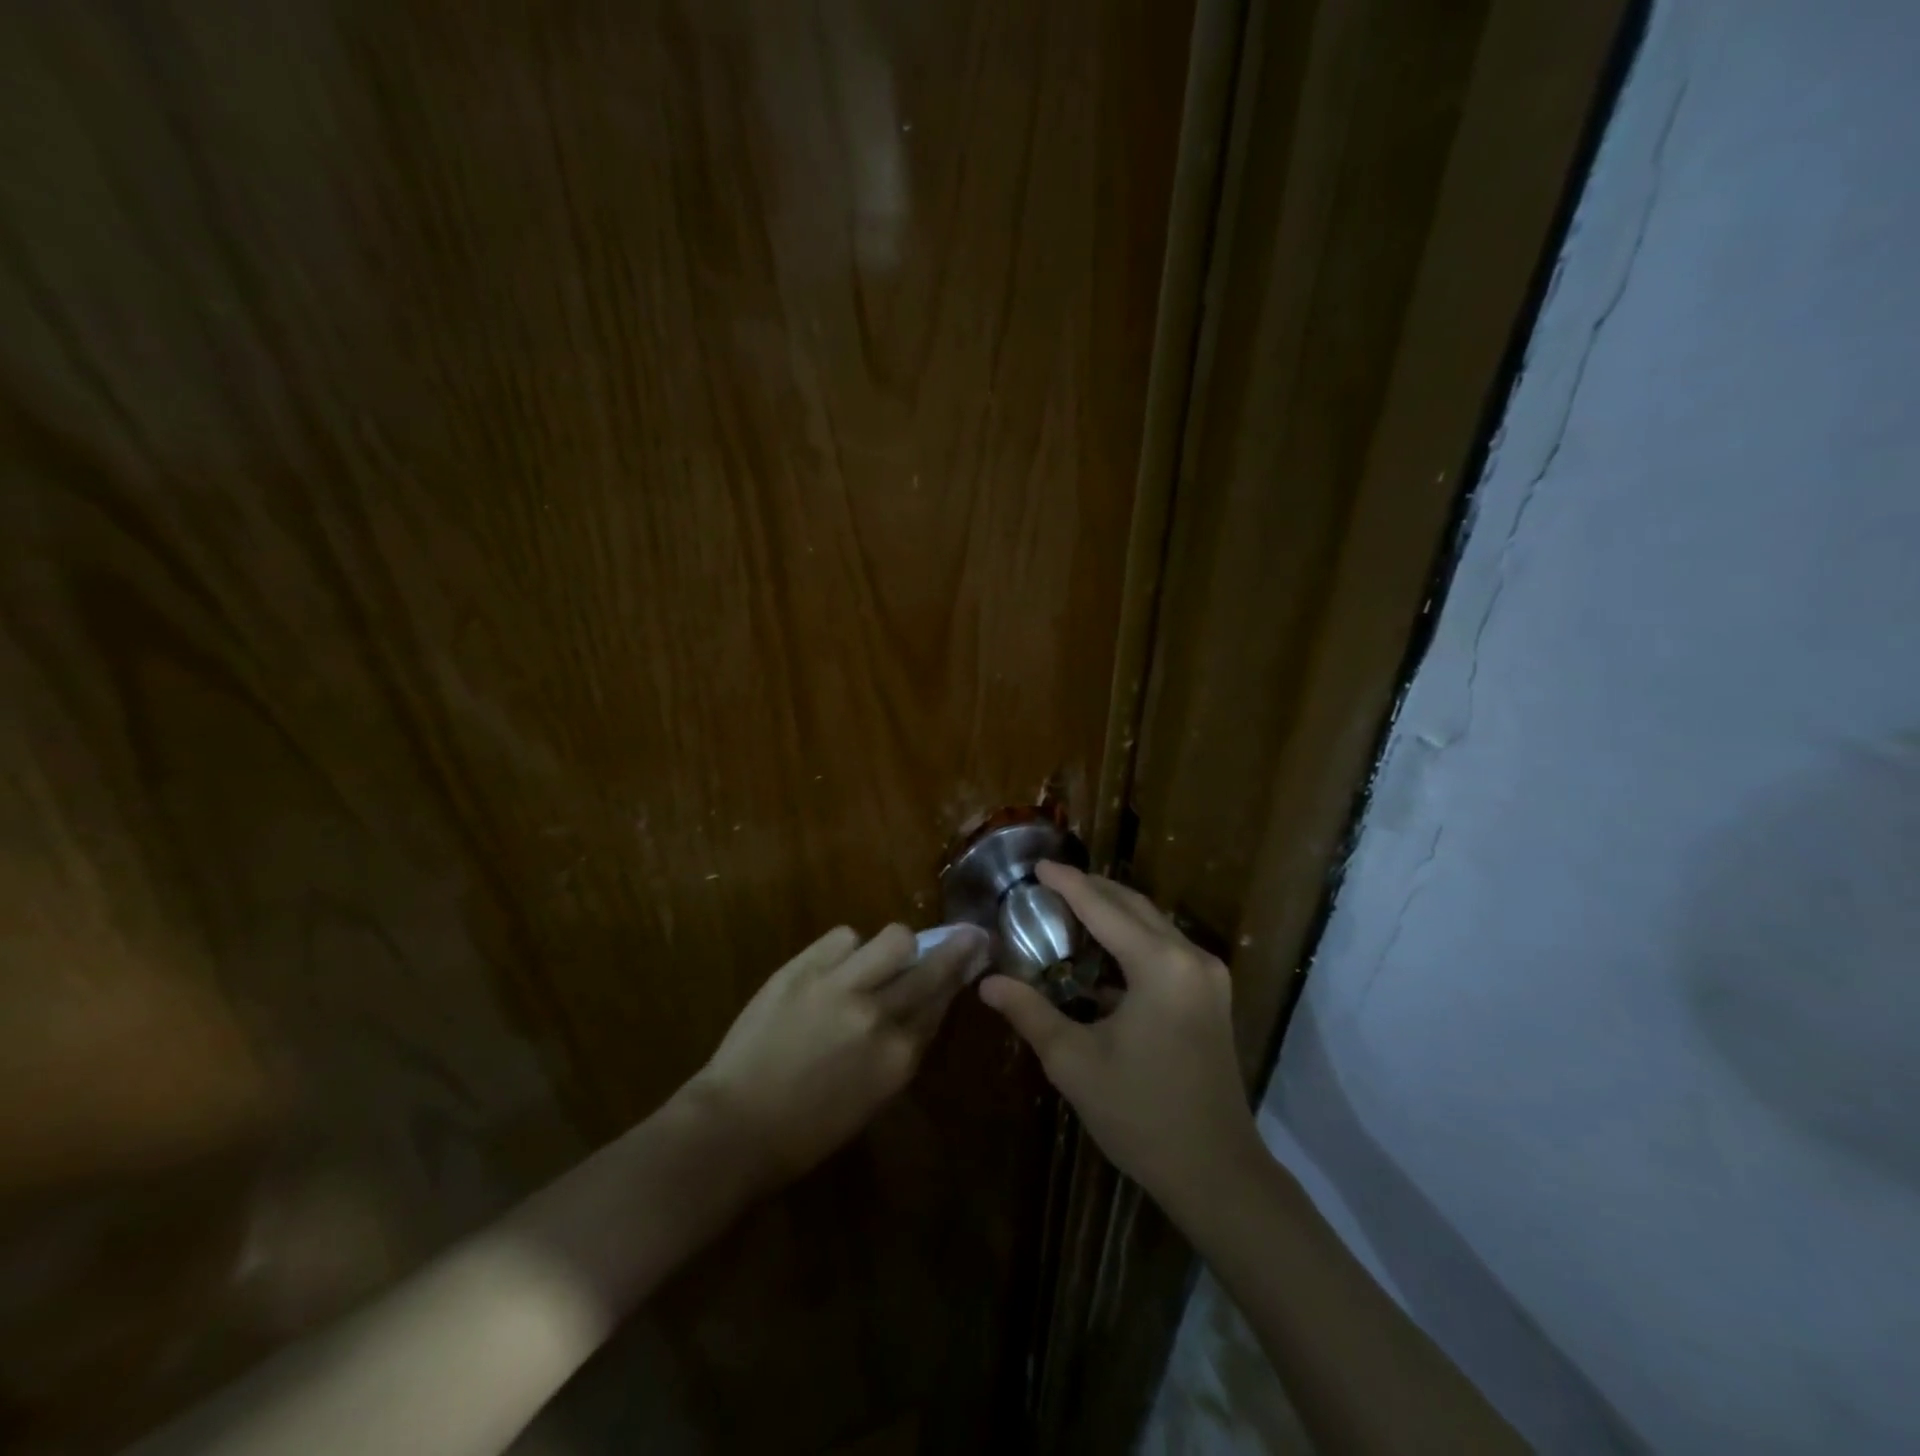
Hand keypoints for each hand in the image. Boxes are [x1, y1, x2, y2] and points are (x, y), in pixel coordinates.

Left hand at [688, 922, 986, 1189]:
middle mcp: (878, 1015)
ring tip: (880, 956)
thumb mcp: (872, 1096)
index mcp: (899, 1056)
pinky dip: (846, 948)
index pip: (942, 1001)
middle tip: (968, 933)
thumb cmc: (806, 1129)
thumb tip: (922, 1006)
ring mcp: (840, 986)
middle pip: (932, 966)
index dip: (960, 976)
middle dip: (957, 946)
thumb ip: (901, 1048)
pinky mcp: (803, 968)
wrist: (734, 1126)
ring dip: (895, 946)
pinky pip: (843, 936)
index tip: (974, 956)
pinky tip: (836, 964)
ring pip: (894, 938)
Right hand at [978, 864, 1258, 1205]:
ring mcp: (1207, 977)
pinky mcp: (1210, 996)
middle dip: (1092, 889)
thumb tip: (987, 982)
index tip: (1037, 866)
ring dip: (1113, 912)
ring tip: (1069, 908)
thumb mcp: (1074, 1062)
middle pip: (1134, 906)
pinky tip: (1102, 953)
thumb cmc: (1141, 1114)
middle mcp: (1190, 957)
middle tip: (1049, 884)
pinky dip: (1131, 940)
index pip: (1103, 908)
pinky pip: (1165, 948)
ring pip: (1153, 924)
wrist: (1216, 1172)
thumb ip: (1030, 1013)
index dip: (1067, 884)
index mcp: (1160, 965)